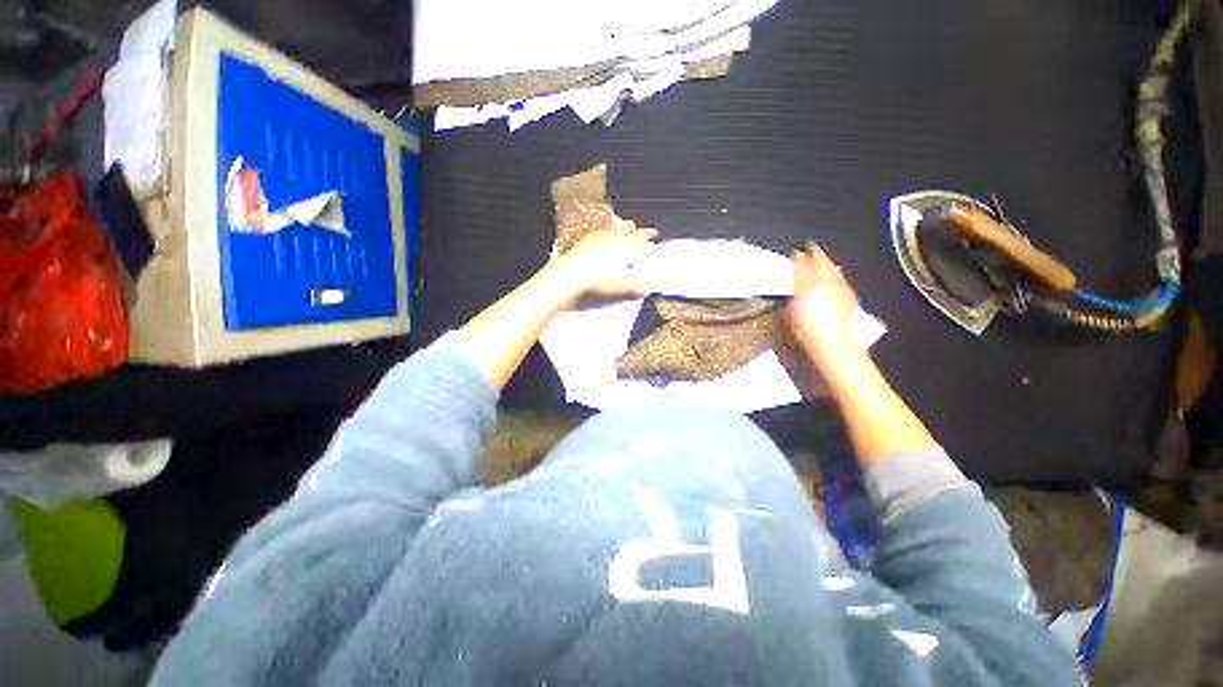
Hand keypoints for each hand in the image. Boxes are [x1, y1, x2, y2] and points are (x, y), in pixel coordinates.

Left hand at [554, 217, 657, 298]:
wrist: (571, 277)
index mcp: (625, 245)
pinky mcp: (586, 239)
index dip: (649, 233)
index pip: (642, 234)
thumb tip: (649, 288)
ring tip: (622, 231)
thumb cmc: (596, 281)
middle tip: (638, 235)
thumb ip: (637, 286)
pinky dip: (604, 231)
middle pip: (628, 226)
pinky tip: (602, 236)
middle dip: (635, 229)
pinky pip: (599, 230)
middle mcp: (613, 236)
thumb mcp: (621, 287)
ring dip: (620, 228)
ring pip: (613, 225)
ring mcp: (598, 236)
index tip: (653, 234)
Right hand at [788, 242, 864, 371]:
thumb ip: (792, 299)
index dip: (797, 258)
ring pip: (833, 268)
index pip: (801, 266)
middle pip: (820, 262)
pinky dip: (837, 272)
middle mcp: (824, 282)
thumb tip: (792, 292)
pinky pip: (842, 278)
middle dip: (815, 253)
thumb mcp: (791, 315)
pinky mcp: (849, 296)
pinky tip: (837, 271)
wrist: (835, 345)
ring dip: (827, 261)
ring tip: (823, 257)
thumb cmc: (807, 332)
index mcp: (806, 286)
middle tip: (811, 246)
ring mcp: (839, 288)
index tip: (795, 253)